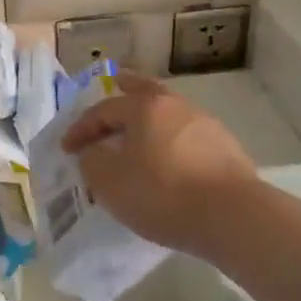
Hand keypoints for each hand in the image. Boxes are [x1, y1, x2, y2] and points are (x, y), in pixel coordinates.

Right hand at [61, 73, 259, 258]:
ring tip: (139, 133)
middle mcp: (176, 106)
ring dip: (150, 121)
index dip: (81, 129)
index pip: (103, 110)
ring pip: (168, 114)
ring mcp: (205, 126)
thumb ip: (92, 161)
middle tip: (116, 82)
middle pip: (145, 91)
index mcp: (144, 107)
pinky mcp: (226, 149)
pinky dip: (170, 141)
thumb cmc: (163, 194)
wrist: (234, 218)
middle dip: (127, 87)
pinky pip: (187, 137)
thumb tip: (94, 151)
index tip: (67, 149)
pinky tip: (169, 159)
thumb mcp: (111, 183)